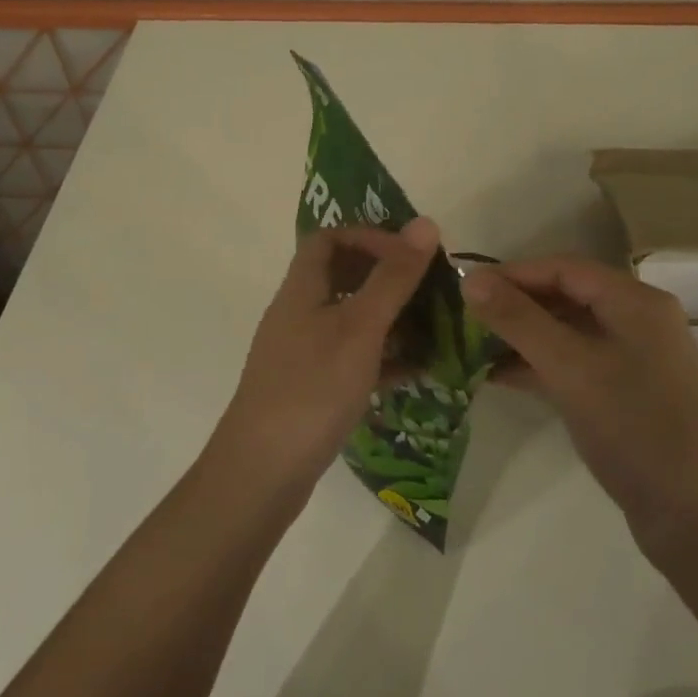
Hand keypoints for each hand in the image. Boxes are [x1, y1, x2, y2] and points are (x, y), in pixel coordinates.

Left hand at [208, 217, 440, 505]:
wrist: (262, 473)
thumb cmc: (312, 389)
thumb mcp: (359, 328)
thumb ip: (393, 278)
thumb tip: (425, 223)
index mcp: (302, 290)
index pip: (328, 239)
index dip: (368, 236)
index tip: (410, 253)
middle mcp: (299, 315)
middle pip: (343, 278)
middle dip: (388, 278)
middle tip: (430, 288)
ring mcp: (304, 354)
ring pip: (352, 320)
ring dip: (392, 319)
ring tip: (436, 328)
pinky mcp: (313, 389)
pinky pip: (354, 359)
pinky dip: (385, 357)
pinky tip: (419, 370)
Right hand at [461, 257, 697, 546]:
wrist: (694, 517)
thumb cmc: (633, 428)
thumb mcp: (569, 368)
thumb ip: (518, 320)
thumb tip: (470, 278)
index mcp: (636, 301)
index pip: (564, 268)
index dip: (514, 273)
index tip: (467, 288)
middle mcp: (639, 320)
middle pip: (566, 296)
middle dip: (516, 306)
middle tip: (466, 319)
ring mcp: (635, 358)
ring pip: (568, 332)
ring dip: (524, 337)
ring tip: (473, 347)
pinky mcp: (626, 393)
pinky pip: (576, 363)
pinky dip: (540, 365)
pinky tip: (499, 376)